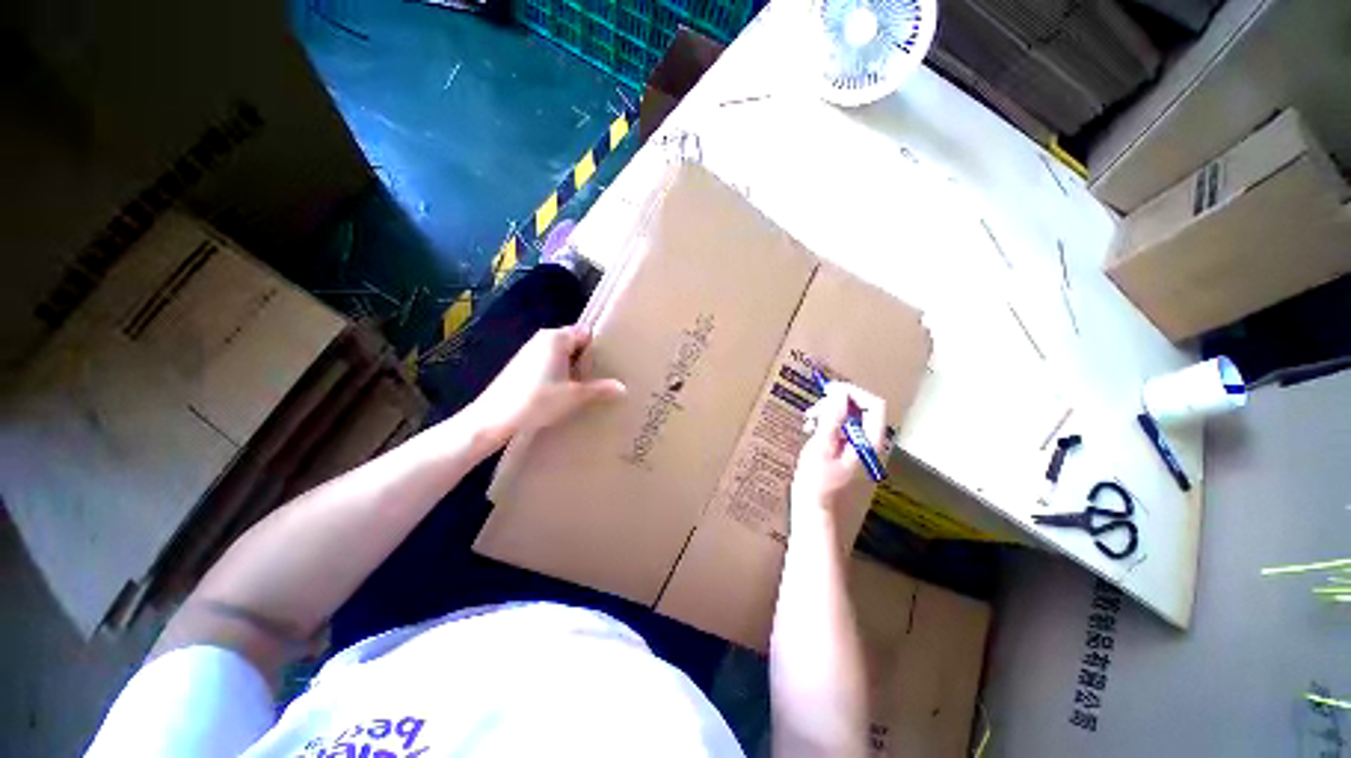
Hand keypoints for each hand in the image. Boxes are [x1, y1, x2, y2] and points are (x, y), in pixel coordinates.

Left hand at [469, 325, 625, 444]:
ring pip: (562, 355)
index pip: (586, 333)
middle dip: (589, 359)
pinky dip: (560, 374)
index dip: (600, 346)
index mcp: (556, 338)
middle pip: (574, 343)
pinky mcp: (522, 367)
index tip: (614, 360)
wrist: (493, 419)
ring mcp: (530, 352)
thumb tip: (623, 387)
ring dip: (575, 368)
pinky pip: (549, 364)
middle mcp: (543, 339)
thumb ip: (600, 389)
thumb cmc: (538, 400)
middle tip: (606, 375)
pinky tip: (567, 391)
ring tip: (591, 385)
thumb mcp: (575, 396)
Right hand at [791, 382, 887, 516]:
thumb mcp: (822, 447)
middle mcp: (870, 445)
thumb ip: (833, 418)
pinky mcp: (848, 458)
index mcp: (869, 443)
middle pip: (861, 411)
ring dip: (829, 415)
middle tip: (812, 410)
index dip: (852, 392)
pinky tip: (811, 433)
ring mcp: (860, 452)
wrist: (817, 517)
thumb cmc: (818, 485)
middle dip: (836, 404)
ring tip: (808, 422)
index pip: (873, 405)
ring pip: (850, 421)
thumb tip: (840, 393)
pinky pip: (842, 433)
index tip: (828, 389)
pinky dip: (827, 427)